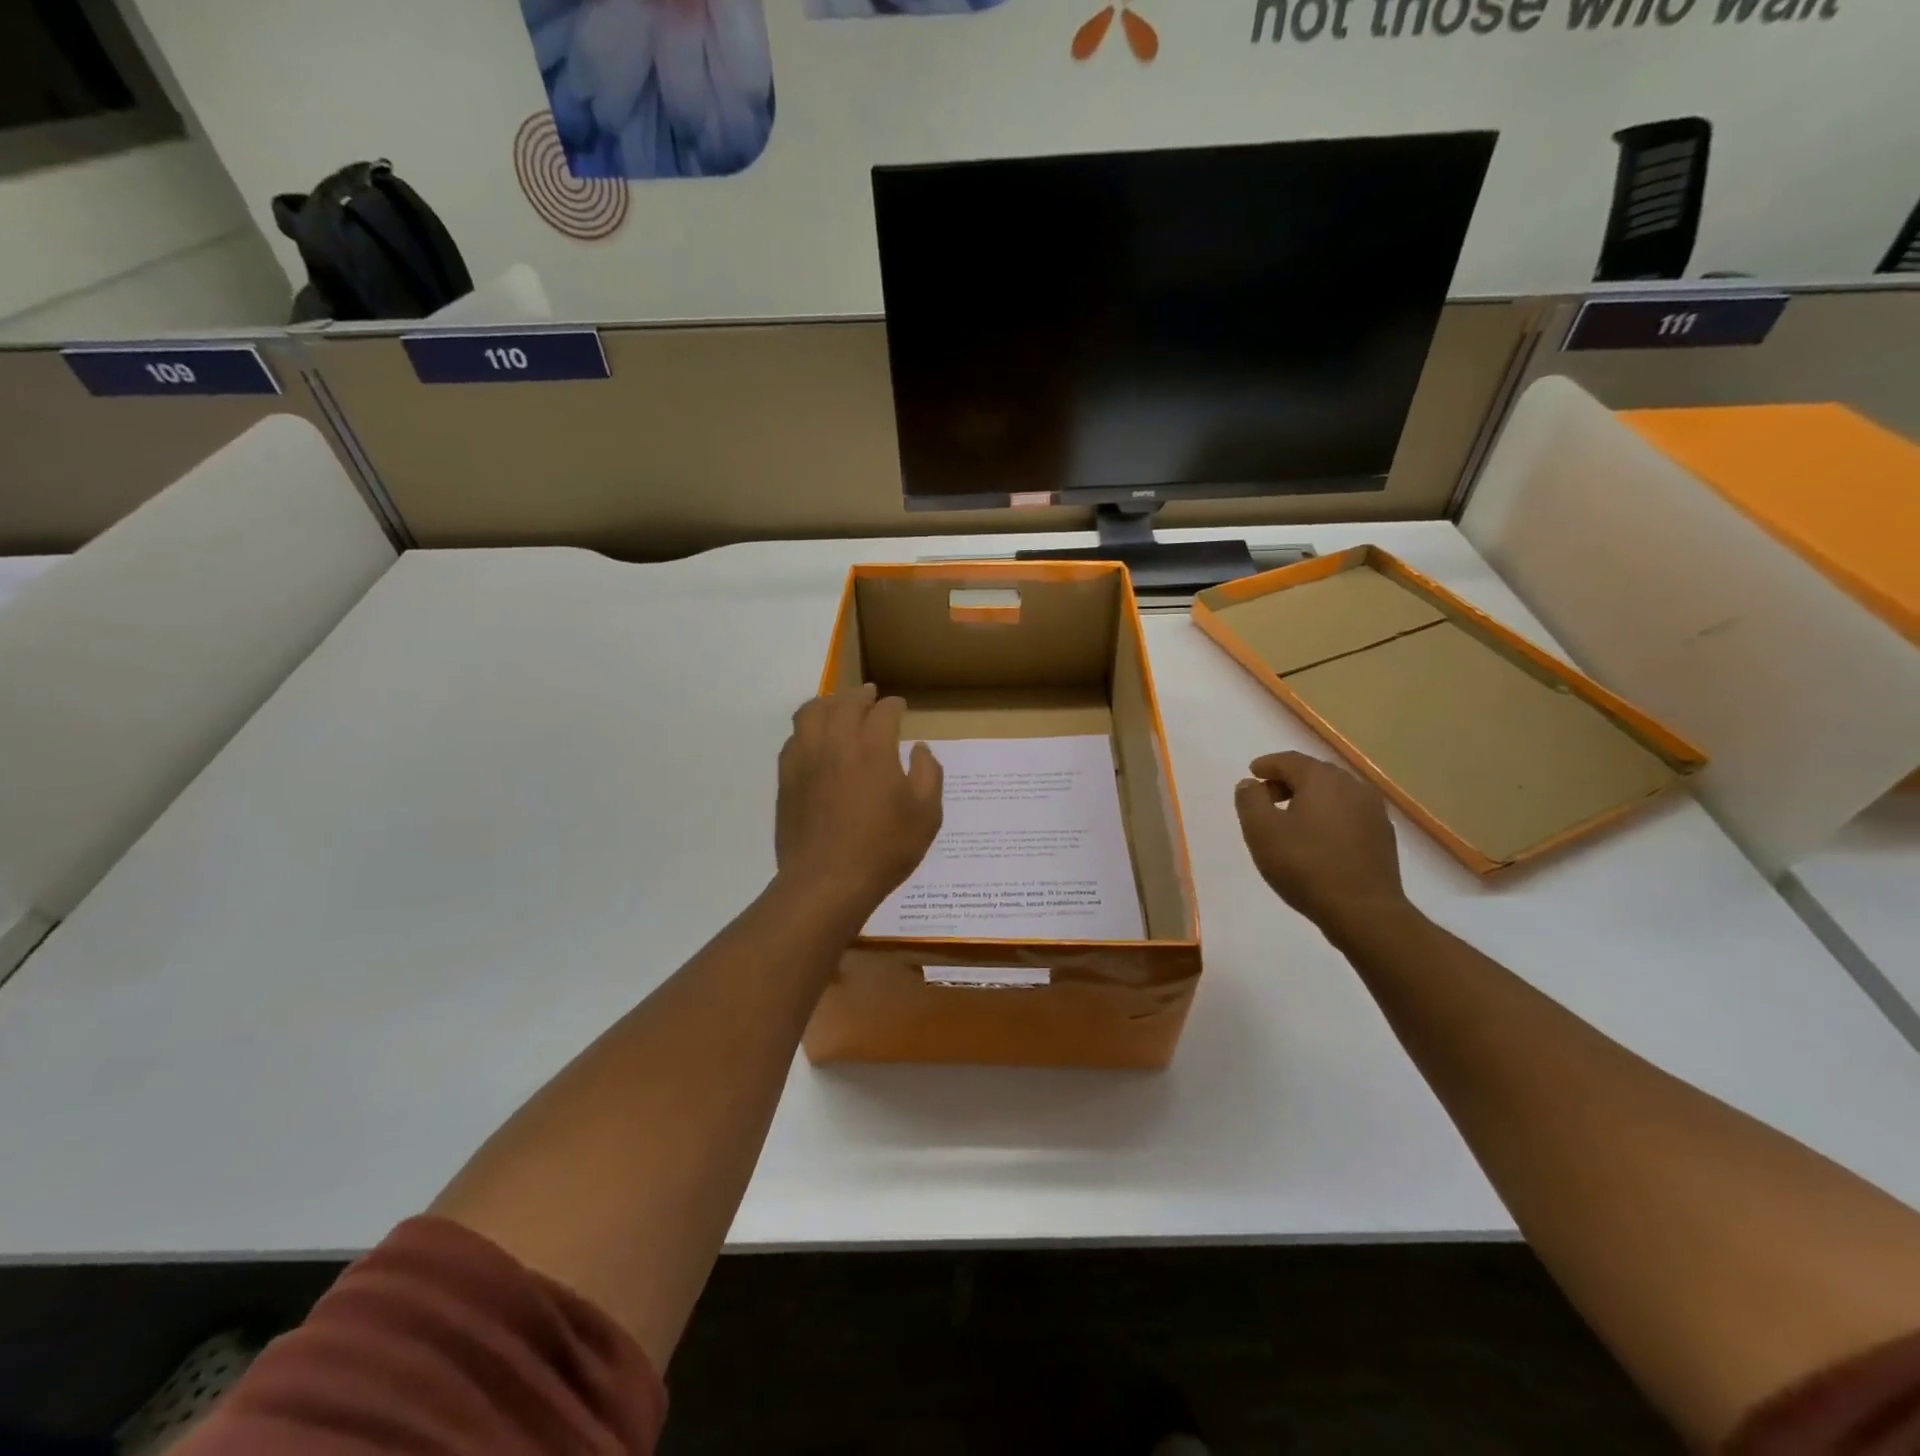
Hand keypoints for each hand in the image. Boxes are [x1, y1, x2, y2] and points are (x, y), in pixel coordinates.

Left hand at [776, 685, 943, 924]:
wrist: (827, 882)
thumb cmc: (884, 850)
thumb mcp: (926, 816)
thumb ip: (928, 775)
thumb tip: (920, 749)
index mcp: (874, 749)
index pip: (883, 712)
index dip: (894, 706)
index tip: (899, 707)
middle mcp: (837, 744)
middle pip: (844, 703)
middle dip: (860, 695)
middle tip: (869, 695)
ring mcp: (806, 760)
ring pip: (811, 713)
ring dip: (827, 703)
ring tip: (837, 706)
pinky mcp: (787, 779)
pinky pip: (793, 739)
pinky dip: (806, 729)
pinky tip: (813, 739)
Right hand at [1234, 751, 1406, 933]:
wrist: (1363, 910)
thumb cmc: (1305, 865)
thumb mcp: (1261, 831)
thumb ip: (1250, 800)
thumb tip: (1250, 783)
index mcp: (1322, 779)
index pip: (1289, 760)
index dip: (1267, 765)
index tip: (1252, 773)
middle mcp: (1352, 786)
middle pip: (1314, 773)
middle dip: (1287, 781)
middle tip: (1266, 798)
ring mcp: (1373, 810)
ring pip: (1334, 793)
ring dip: (1310, 799)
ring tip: (1291, 820)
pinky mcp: (1383, 835)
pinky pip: (1349, 813)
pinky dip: (1329, 816)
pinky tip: (1319, 838)